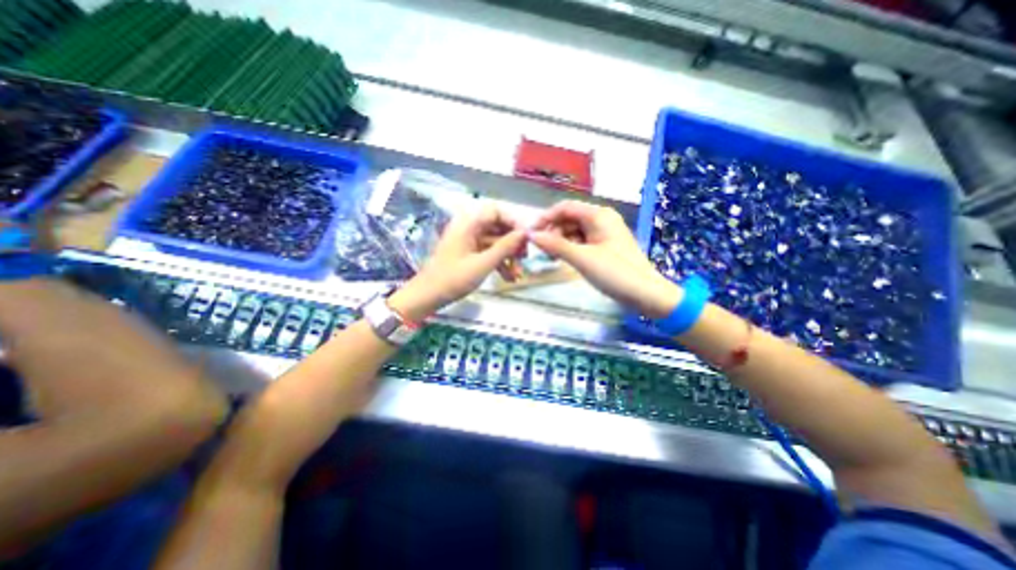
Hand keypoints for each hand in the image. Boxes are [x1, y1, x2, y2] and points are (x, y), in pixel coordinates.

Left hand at [389, 205, 524, 321]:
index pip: (496, 211)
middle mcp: (469, 229)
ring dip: (508, 257)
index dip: (513, 222)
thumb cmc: (453, 279)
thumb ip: (505, 247)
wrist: (427, 296)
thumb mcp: (483, 264)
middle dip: (513, 243)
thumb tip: (525, 233)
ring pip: (495, 243)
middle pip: (497, 228)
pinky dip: (499, 263)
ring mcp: (468, 242)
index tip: (525, 238)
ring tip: (518, 274)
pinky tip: (509, 278)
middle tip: (525, 258)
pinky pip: (488, 253)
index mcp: (468, 224)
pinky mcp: (469, 254)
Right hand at [524, 200, 681, 317]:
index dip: (545, 218)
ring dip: (560, 241)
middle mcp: (601, 219)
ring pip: (574, 231)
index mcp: (598, 215)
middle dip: (553, 232)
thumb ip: (555, 245)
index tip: (530, 233)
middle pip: (569, 219)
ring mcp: (604, 233)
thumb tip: (531, 235)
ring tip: (552, 257)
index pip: (565, 208)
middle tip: (542, 250)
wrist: (645, 294)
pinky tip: (564, 259)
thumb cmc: (615, 273)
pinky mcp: (605, 245)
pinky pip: (582, 241)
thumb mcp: (582, 258)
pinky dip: (571, 248)